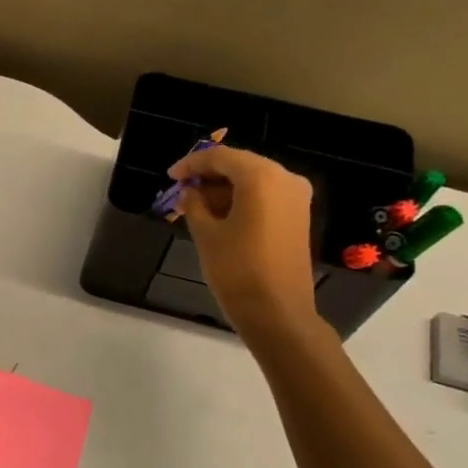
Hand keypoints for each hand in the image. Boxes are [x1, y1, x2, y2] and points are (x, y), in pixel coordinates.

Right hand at [170, 143, 322, 348]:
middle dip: (209, 176)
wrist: (277, 311)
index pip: (221, 157)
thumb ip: (195, 206)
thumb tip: (190, 192)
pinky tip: (219, 216)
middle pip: (241, 165)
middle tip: (181, 191)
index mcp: (261, 178)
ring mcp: (296, 198)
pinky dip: (241, 200)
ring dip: (224, 190)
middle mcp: (285, 179)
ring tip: (195, 207)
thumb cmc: (237, 270)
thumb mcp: (206, 235)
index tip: (170, 176)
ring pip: (254, 181)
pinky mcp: (297, 216)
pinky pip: (265, 197)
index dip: (192, 164)